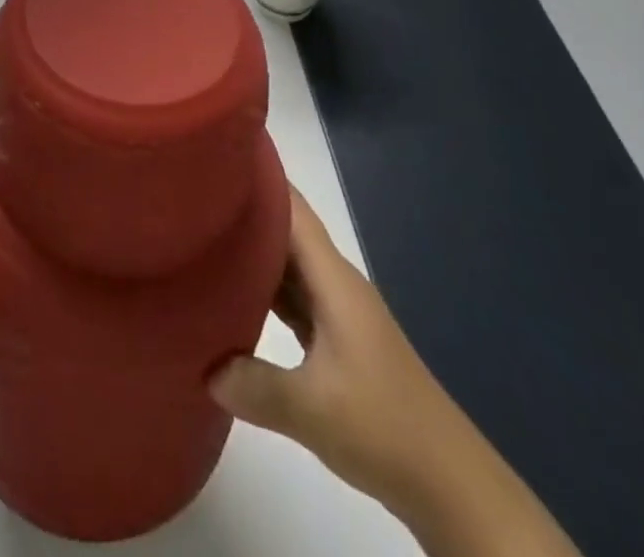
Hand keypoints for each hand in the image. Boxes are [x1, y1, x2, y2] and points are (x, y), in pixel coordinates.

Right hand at [209, 187, 467, 511]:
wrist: (451, 483)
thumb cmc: (385, 426)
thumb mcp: (312, 409)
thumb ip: (254, 384)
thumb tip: (205, 368)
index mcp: (333, 279)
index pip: (292, 208)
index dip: (258, 179)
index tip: (216, 161)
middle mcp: (335, 283)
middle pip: (285, 231)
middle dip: (244, 212)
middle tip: (192, 200)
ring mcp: (338, 311)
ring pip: (288, 265)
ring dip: (251, 252)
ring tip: (202, 238)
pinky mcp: (338, 339)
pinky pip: (293, 297)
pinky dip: (264, 289)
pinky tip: (232, 296)